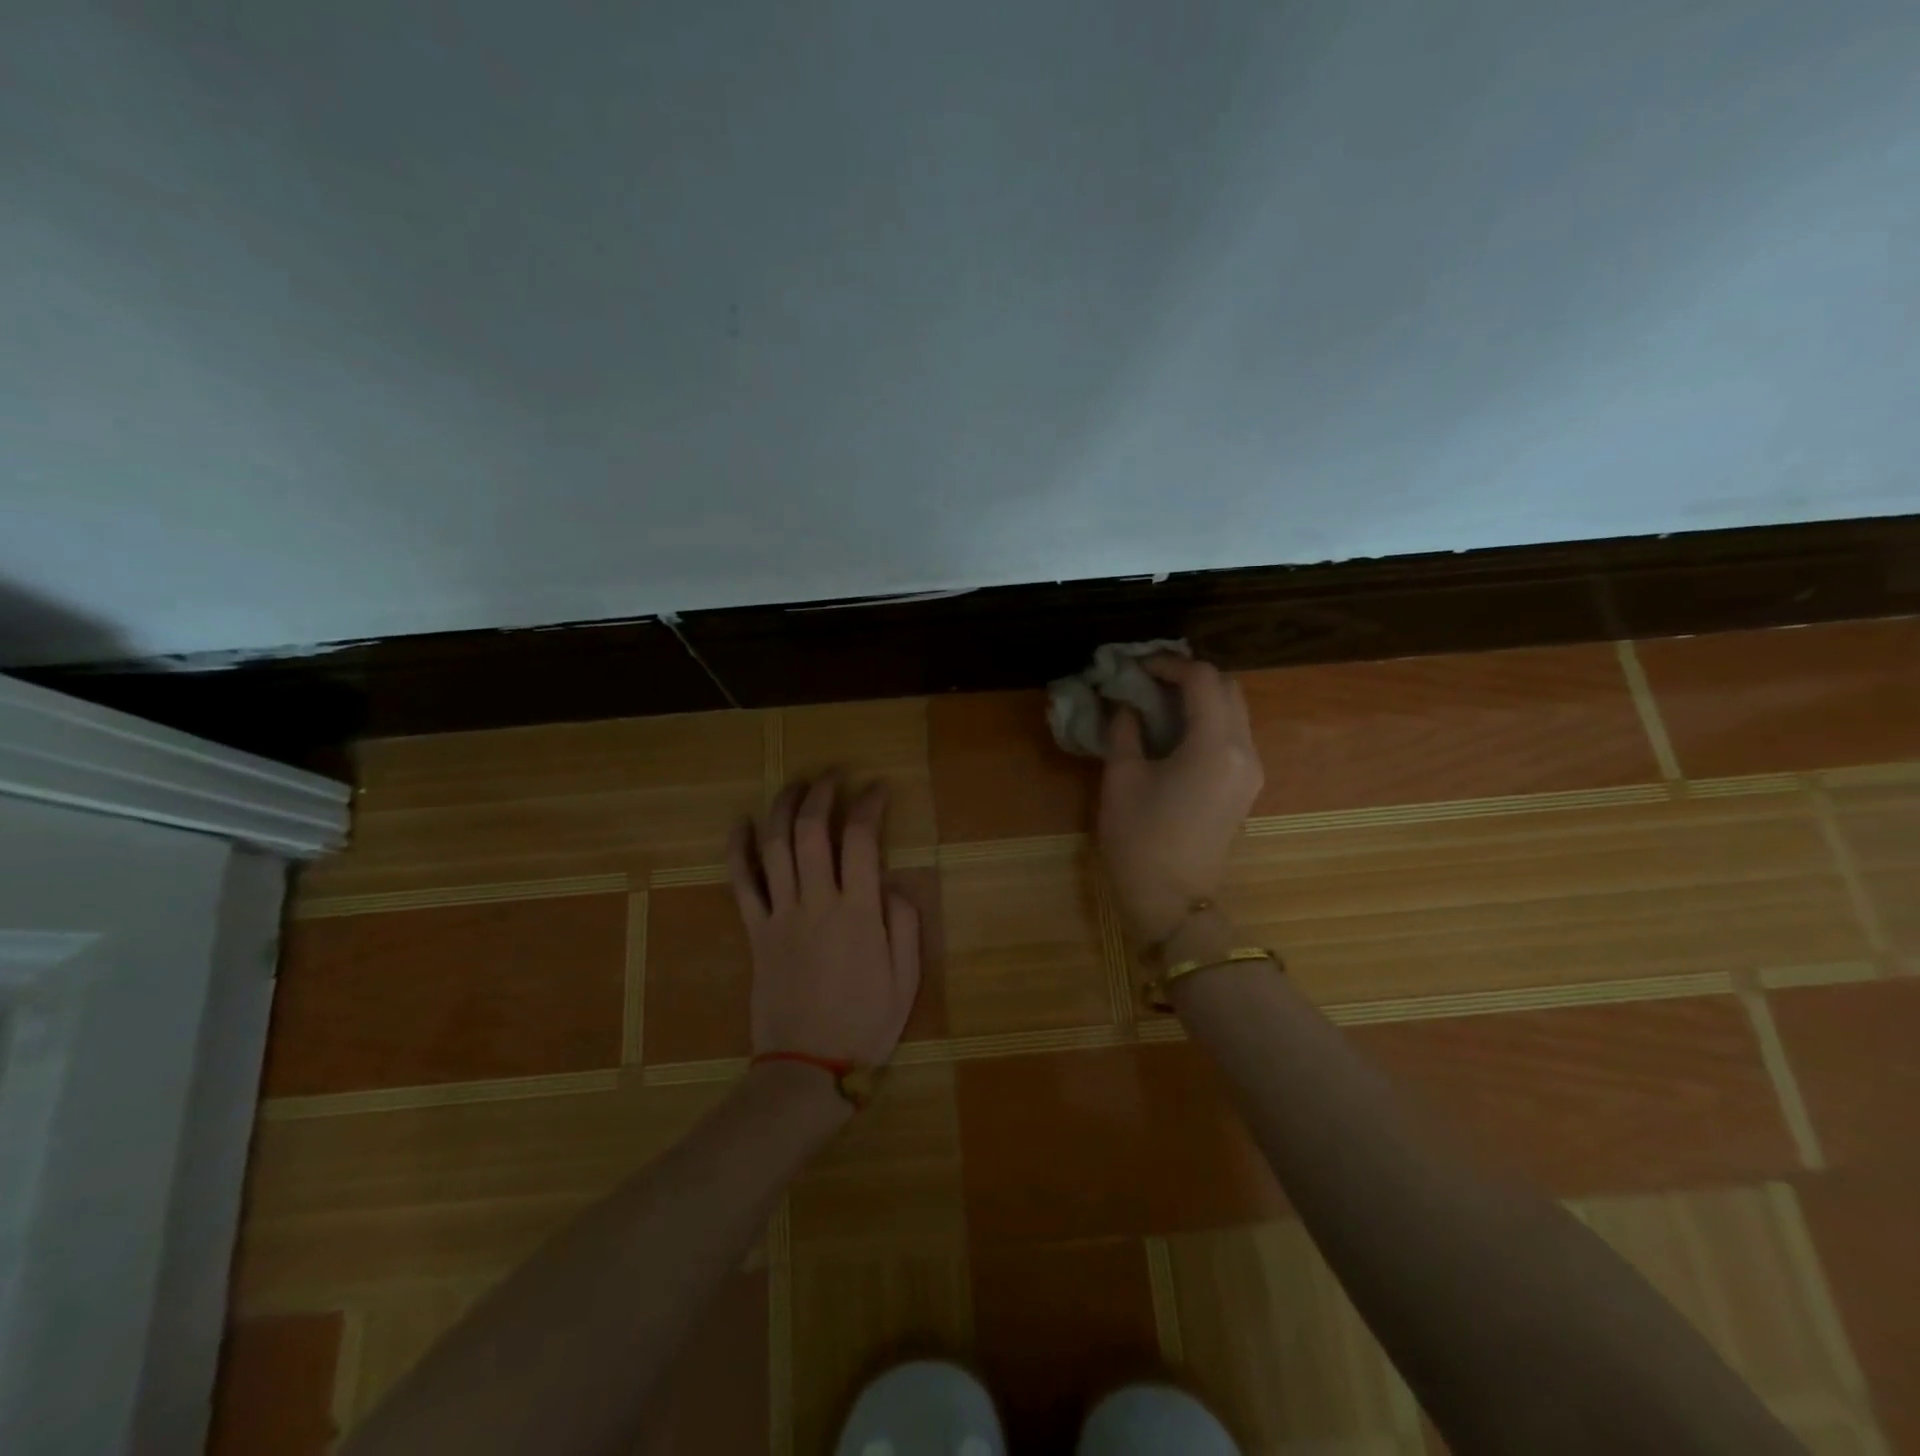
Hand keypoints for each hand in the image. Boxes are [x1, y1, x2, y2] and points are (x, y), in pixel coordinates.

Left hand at [726, 776, 921, 1068]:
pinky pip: (742, 884)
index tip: (878, 788)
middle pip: (811, 832)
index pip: (862, 840)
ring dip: (783, 808)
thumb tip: (893, 883)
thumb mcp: (907, 980)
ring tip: (794, 785)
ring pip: (775, 847)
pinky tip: (741, 824)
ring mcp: (780, 916)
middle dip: (822, 794)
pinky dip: (739, 850)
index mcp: (858, 913)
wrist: (808, 1068)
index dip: (869, 805)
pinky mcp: (756, 933)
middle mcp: (817, 903)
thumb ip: (905, 925)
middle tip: (833, 775)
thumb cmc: (865, 1025)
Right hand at [1098, 656, 1264, 941]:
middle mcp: (1245, 751)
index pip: (1203, 680)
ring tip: (1157, 701)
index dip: (1169, 664)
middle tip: (1148, 680)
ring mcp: (1251, 771)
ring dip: (1200, 697)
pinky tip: (1173, 729)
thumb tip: (1125, 704)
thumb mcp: (1122, 779)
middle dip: (1190, 676)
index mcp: (1216, 746)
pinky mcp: (1245, 787)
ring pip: (1234, 711)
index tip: (1136, 667)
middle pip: (1228, 689)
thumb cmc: (1140, 840)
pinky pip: (1232, 735)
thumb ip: (1125, 731)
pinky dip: (1207, 720)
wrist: (1171, 903)